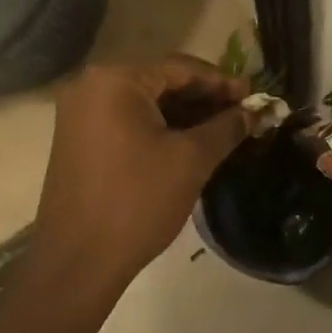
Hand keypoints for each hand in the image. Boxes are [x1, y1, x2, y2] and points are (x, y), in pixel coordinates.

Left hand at [34, 56, 248, 287]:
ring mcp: (80, 114)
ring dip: (184, 114)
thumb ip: (227, 127)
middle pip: (162, 81)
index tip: (254, 96)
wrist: (77, 264)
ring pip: (146, 102)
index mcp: (116, 80)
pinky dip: (160, 127)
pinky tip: (190, 142)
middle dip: (204, 98)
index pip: (181, 68)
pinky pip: (128, 120)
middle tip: (242, 113)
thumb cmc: (137, 202)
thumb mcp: (191, 160)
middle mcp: (92, 86)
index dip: (222, 82)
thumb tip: (255, 111)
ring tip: (223, 130)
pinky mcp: (79, 139)